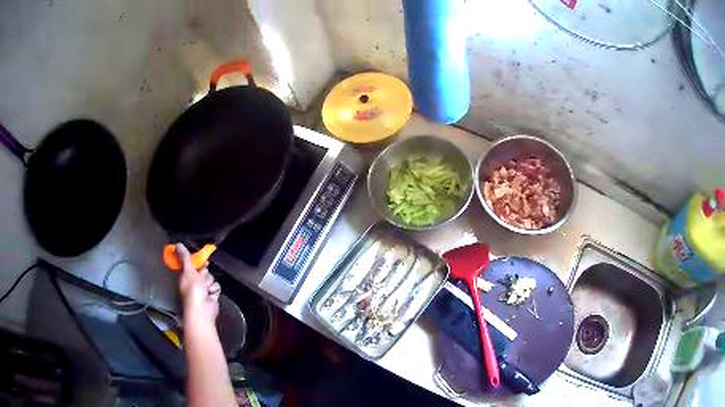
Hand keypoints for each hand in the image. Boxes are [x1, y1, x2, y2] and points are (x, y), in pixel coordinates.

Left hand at [176, 243, 220, 327]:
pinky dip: (214, 289)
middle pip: (203, 271)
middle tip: (202, 277)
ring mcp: (203, 289)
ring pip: (210, 278)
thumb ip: (185, 258)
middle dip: (204, 273)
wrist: (202, 309)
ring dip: (209, 282)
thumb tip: (177, 244)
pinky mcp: (211, 295)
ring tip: (206, 289)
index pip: (191, 265)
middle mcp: (194, 282)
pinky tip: (211, 293)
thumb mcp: (188, 271)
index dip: (197, 262)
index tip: (202, 260)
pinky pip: (216, 286)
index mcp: (186, 276)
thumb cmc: (192, 290)